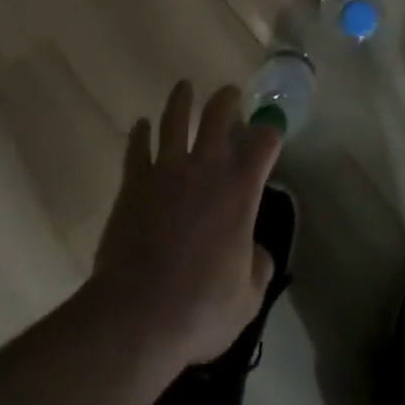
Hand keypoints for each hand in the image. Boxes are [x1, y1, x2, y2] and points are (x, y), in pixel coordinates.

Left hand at [89, 81, 281, 371]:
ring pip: (175, 119)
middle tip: (229, 94)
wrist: (136, 316)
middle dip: (226, 100)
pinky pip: (137, 148)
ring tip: (184, 87)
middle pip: (218, 115)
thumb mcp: (247, 299)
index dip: (270, 131)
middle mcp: (206, 167)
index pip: (264, 142)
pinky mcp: (134, 183)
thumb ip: (258, 267)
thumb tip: (257, 252)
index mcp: (240, 189)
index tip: (270, 129)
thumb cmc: (199, 309)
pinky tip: (140, 125)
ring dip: (181, 100)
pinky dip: (140, 133)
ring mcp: (166, 170)